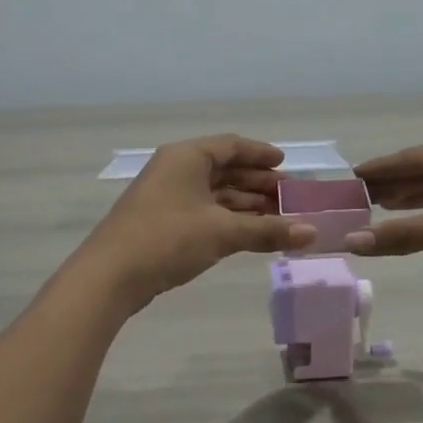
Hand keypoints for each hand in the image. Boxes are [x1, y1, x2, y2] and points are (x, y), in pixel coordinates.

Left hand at [77, 136, 316, 309]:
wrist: (110, 276)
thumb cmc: (168, 239)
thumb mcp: (223, 232)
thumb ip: (269, 230)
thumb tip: (313, 233)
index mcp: (187, 157)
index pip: (231, 146)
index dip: (261, 155)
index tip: (285, 165)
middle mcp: (176, 170)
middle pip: (224, 170)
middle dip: (257, 184)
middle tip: (289, 198)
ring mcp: (166, 197)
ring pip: (214, 194)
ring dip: (245, 205)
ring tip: (278, 219)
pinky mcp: (162, 223)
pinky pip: (204, 213)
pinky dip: (228, 220)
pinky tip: (249, 234)